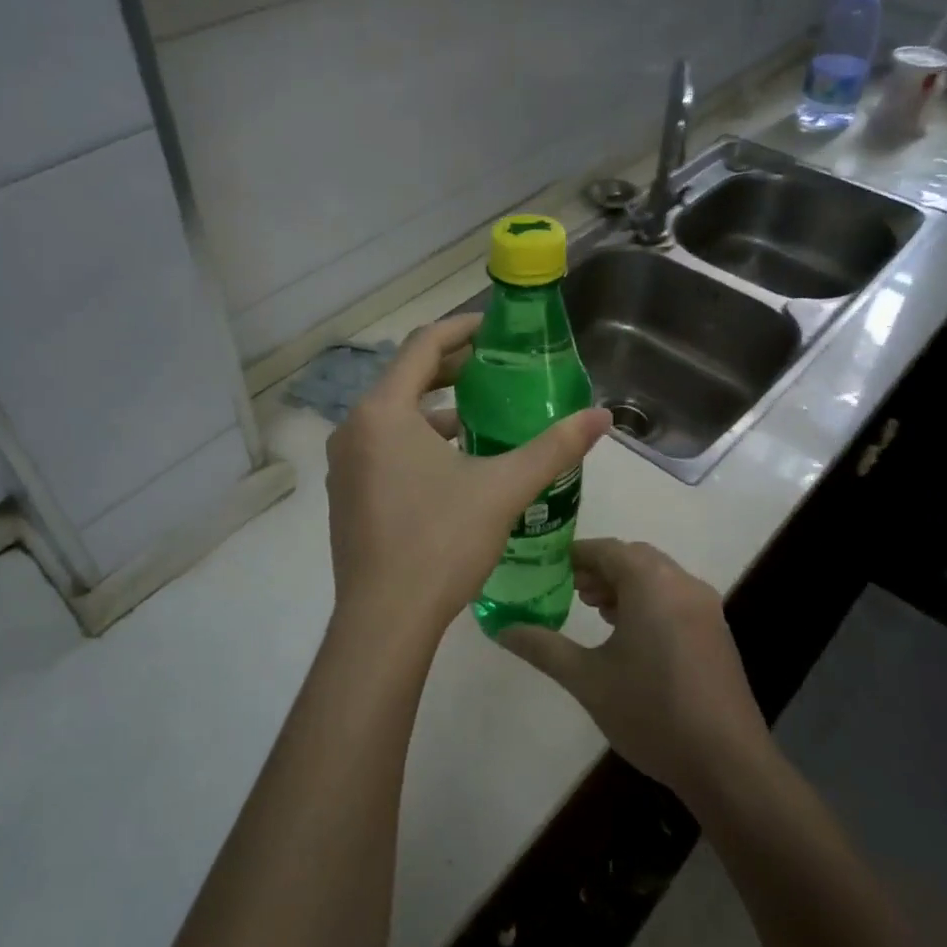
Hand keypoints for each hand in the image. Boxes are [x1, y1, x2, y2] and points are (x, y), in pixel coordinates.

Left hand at [325, 314, 610, 650]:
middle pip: (405, 379)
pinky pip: (382, 448)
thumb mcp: (503, 489)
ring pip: (393, 417)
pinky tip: (453, 465)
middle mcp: (353, 429)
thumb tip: (602, 417)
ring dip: (435, 411)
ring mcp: (344, 465)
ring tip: (482, 417)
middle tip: (495, 369)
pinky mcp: (345, 495)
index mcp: (382, 412)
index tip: (496, 327)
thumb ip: (554, 448)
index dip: (461, 329)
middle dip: (451, 369)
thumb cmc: (441, 543)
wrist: (384, 620)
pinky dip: (416, 441)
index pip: (422, 346)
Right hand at [500, 538, 771, 799]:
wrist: (728, 764)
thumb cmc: (651, 712)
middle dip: (600, 568)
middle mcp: (682, 583)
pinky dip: (648, 600)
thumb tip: (501, 629)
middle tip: (569, 590)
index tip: (546, 568)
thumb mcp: (587, 680)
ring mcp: (706, 607)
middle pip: (634, 557)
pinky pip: (675, 597)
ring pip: (657, 576)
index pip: (606, 549)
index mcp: (651, 583)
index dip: (574, 555)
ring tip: (595, 611)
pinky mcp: (717, 631)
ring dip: (625, 584)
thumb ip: (542, 647)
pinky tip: (631, 635)